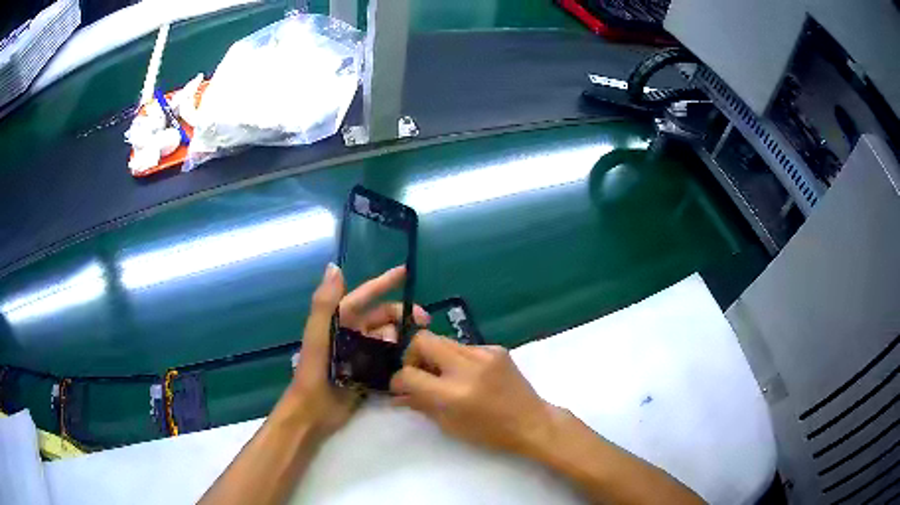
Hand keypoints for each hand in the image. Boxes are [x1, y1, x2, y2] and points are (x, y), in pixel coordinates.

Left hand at [282, 264, 428, 440]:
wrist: (314, 410)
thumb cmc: (314, 370)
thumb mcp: (318, 334)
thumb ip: (326, 302)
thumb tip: (335, 266)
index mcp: (339, 321)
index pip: (365, 296)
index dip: (384, 282)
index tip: (406, 272)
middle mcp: (351, 334)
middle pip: (382, 318)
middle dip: (402, 315)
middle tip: (425, 322)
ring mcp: (359, 354)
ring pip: (388, 338)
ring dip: (403, 337)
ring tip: (422, 343)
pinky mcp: (367, 373)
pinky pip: (388, 359)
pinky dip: (400, 356)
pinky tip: (415, 359)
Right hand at [390, 331, 559, 456]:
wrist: (532, 422)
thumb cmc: (489, 433)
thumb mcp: (449, 425)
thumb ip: (420, 404)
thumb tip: (398, 393)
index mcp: (453, 394)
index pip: (408, 374)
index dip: (398, 380)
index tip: (401, 387)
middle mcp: (466, 368)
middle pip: (422, 340)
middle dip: (412, 355)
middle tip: (419, 373)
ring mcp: (484, 354)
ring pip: (443, 340)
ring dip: (436, 357)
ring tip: (444, 376)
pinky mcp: (497, 348)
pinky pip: (465, 346)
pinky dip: (458, 359)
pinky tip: (469, 375)